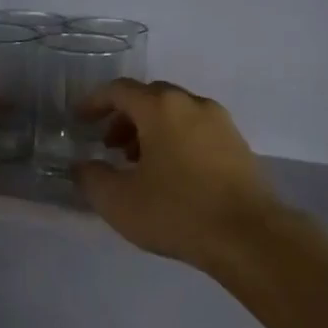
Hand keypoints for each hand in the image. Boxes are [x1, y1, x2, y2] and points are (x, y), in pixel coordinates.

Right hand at [75, 80, 281, 268]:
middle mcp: (193, 105)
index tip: (79, 120)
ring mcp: (221, 124)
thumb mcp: (118, 201)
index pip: (120, 90)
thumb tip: (82, 166)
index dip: (94, 102)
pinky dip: (175, 141)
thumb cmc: (177, 212)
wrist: (248, 236)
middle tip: (108, 145)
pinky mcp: (239, 147)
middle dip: (124, 117)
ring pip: (176, 114)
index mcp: (162, 108)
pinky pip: (197, 131)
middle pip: (151, 98)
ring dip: (150, 131)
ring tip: (137, 164)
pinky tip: (170, 175)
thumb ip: (91, 178)